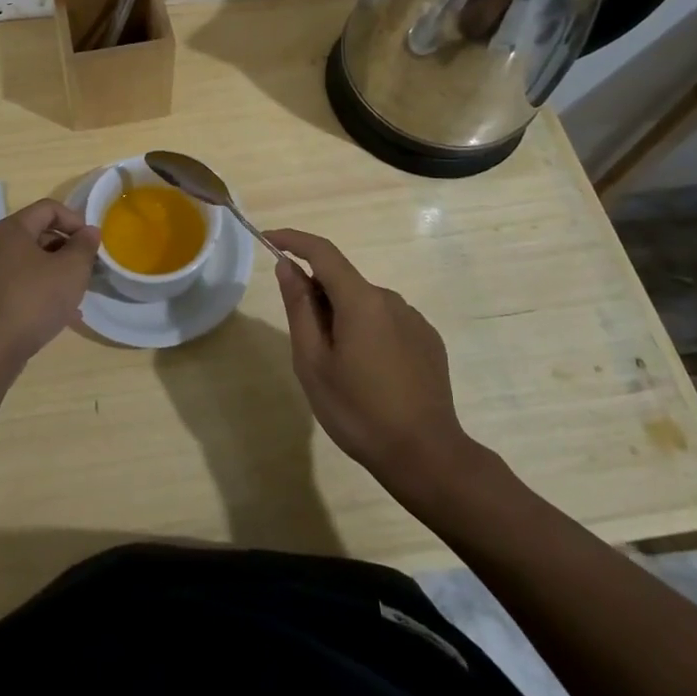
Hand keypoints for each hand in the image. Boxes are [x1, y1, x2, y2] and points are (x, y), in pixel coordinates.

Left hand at [0, 199, 100, 370]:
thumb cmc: (32, 300)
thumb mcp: (70, 270)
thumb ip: (84, 247)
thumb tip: (89, 232)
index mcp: (13, 229)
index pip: (49, 208)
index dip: (75, 220)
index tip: (92, 244)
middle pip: (41, 234)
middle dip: (69, 248)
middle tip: (88, 269)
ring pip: (34, 263)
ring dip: (59, 273)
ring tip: (79, 294)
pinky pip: (25, 286)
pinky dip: (45, 292)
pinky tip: (64, 315)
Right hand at [267, 229, 479, 504]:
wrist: (427, 456)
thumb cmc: (359, 411)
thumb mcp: (313, 362)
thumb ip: (299, 308)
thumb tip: (287, 266)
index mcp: (360, 300)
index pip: (322, 252)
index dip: (293, 240)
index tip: (268, 239)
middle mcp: (390, 298)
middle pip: (343, 282)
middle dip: (317, 297)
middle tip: (305, 343)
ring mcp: (413, 319)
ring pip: (365, 304)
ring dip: (344, 318)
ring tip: (340, 369)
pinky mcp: (428, 340)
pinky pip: (387, 322)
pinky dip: (368, 333)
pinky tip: (370, 375)